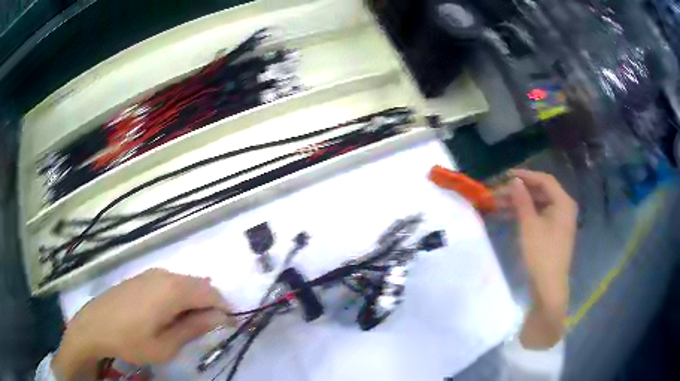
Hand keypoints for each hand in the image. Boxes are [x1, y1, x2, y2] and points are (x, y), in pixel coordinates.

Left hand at [52, 269, 233, 379]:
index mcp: (172, 290)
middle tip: (206, 331)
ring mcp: (151, 273)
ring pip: (185, 283)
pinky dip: (179, 297)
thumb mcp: (166, 345)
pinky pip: (170, 283)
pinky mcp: (142, 277)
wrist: (94, 325)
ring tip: (186, 326)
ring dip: (194, 302)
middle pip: (199, 286)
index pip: (211, 294)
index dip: (224, 310)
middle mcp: (165, 275)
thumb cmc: (131, 340)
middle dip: (210, 306)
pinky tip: (168, 315)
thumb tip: (220, 317)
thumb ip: (194, 329)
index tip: (228, 328)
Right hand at [498, 169, 576, 347]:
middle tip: (498, 192)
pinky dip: (524, 214)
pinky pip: (538, 216)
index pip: (544, 180)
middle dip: (519, 191)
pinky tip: (507, 215)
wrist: (548, 287)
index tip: (506, 175)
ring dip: (519, 203)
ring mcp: (558, 221)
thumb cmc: (541, 254)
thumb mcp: (529, 225)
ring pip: (537, 205)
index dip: (525, 175)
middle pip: (540, 192)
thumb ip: (522, 200)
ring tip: (498, 204)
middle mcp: (563, 208)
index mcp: (563, 203)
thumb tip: (514, 181)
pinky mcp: (552, 232)